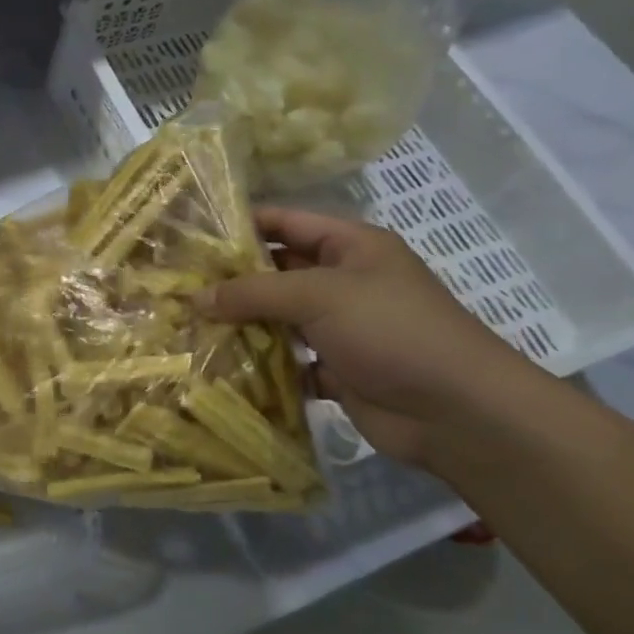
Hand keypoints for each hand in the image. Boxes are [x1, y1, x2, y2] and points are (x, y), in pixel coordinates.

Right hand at [199, 208, 540, 466]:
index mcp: (351, 246)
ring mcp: (341, 328)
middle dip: (233, 278)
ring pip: (279, 318)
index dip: (241, 224)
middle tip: (177, 284)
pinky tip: (219, 365)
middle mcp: (345, 282)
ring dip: (242, 323)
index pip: (286, 223)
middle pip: (278, 271)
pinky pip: (288, 360)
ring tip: (186, 324)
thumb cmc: (391, 330)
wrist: (456, 411)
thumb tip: (195, 297)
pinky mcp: (337, 370)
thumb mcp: (319, 296)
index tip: (191, 235)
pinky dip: (261, 364)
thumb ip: (254, 292)